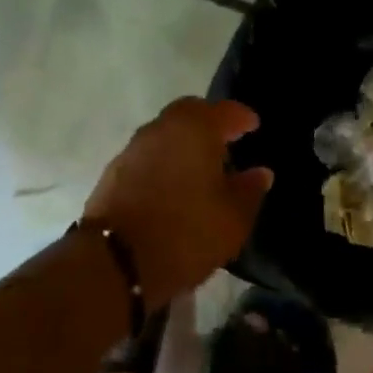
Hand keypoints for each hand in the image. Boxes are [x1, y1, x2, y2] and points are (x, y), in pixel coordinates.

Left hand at [83, 97, 273, 303]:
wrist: (115, 262)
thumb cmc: (185, 233)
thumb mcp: (232, 219)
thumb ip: (249, 190)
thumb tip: (260, 172)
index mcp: (194, 129)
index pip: (223, 111)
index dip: (241, 117)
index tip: (253, 125)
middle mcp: (160, 128)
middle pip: (189, 114)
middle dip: (209, 124)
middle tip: (226, 142)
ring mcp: (132, 149)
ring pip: (165, 134)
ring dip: (184, 144)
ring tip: (201, 169)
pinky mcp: (113, 172)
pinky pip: (148, 156)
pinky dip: (164, 162)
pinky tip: (173, 186)